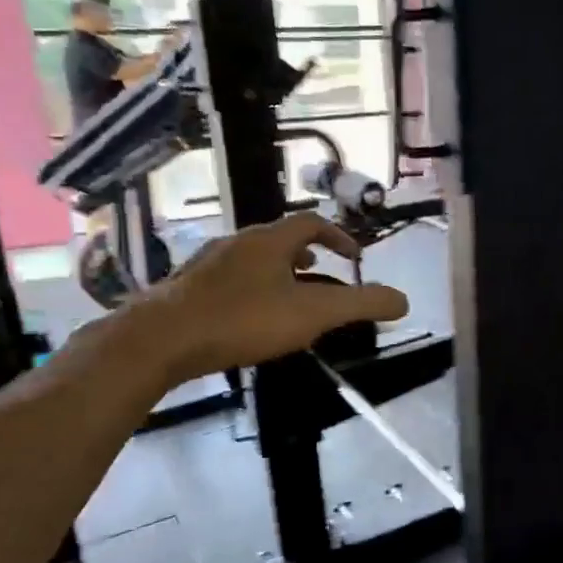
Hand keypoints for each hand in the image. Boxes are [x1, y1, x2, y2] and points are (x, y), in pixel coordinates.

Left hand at [124, 213, 407, 388]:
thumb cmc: (242, 320)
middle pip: (279, 238)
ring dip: (277, 270)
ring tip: (288, 295)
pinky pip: (229, 279)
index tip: (354, 256)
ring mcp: (207, 264)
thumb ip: (360, 305)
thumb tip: (404, 300)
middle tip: (323, 273)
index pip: (312, 222)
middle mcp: (237, 242)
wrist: (159, 340)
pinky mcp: (185, 288)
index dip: (338, 236)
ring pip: (252, 258)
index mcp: (269, 240)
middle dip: (307, 253)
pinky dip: (251, 288)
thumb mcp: (312, 314)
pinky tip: (247, 318)